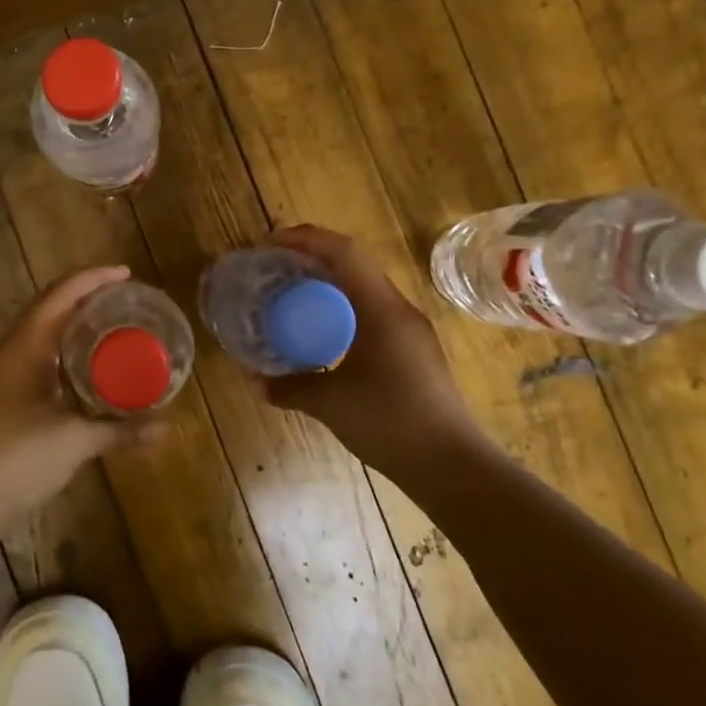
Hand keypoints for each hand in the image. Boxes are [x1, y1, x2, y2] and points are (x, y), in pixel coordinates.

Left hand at [0, 265, 153, 529]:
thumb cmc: (17, 459)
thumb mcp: (74, 440)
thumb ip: (119, 430)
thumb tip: (164, 428)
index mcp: (23, 347)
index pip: (59, 296)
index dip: (92, 279)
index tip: (126, 274)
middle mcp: (9, 351)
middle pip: (48, 307)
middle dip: (84, 296)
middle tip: (123, 297)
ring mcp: (1, 373)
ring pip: (40, 332)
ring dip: (71, 322)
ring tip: (108, 322)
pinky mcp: (1, 395)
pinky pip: (36, 355)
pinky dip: (62, 349)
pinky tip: (84, 365)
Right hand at [263, 225, 498, 489]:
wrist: (452, 466)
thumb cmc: (391, 423)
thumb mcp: (330, 403)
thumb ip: (289, 388)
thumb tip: (252, 382)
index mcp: (382, 309)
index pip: (344, 253)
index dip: (305, 239)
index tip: (268, 244)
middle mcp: (399, 310)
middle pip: (353, 265)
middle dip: (311, 258)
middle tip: (273, 266)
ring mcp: (410, 331)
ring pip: (363, 288)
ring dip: (327, 283)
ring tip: (290, 293)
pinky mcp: (412, 351)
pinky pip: (370, 312)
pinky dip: (340, 308)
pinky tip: (320, 331)